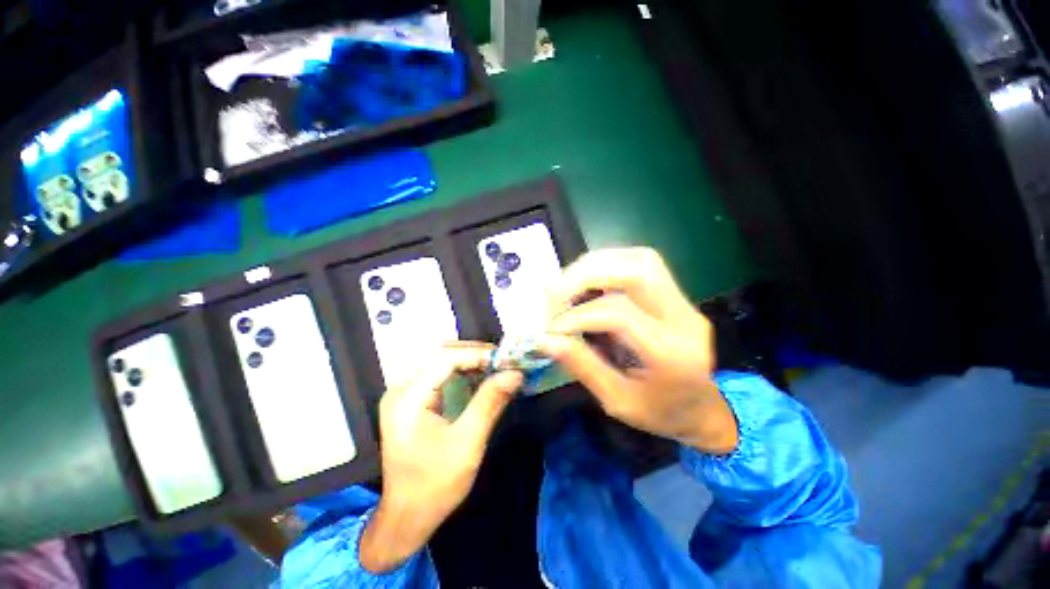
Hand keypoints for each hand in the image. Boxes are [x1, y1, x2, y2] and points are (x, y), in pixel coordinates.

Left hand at [359, 342, 522, 572]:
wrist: (407, 517)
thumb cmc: (435, 485)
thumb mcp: (468, 443)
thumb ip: (490, 402)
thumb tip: (515, 373)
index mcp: (407, 398)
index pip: (445, 359)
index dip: (477, 354)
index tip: (505, 359)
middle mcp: (401, 389)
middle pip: (440, 354)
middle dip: (474, 353)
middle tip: (503, 360)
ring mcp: (404, 393)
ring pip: (439, 360)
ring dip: (469, 359)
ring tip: (496, 365)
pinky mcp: (411, 400)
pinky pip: (438, 373)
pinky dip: (461, 370)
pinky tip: (479, 376)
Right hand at [539, 248, 738, 454]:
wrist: (703, 412)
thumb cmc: (660, 414)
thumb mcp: (617, 402)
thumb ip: (583, 367)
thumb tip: (547, 340)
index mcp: (671, 356)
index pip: (620, 315)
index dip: (579, 316)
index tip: (553, 329)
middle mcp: (685, 320)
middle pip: (638, 273)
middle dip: (587, 276)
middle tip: (556, 294)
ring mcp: (686, 303)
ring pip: (642, 260)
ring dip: (598, 265)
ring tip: (569, 285)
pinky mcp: (679, 296)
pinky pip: (643, 265)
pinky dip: (609, 265)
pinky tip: (589, 283)